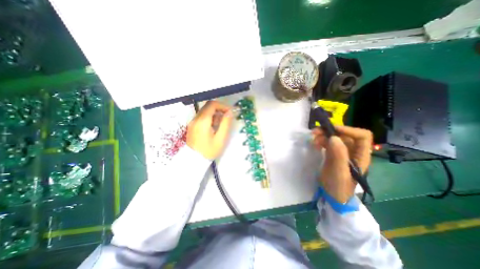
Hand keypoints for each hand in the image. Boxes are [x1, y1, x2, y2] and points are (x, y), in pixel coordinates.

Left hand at [186, 101, 232, 159]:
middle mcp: (196, 119)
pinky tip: (213, 127)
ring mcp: (192, 122)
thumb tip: (230, 112)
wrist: (194, 161)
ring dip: (215, 114)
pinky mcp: (192, 126)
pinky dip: (209, 118)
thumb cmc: (209, 151)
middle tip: (227, 118)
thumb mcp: (220, 138)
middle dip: (219, 109)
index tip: (230, 112)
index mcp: (203, 121)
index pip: (212, 104)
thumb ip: (225, 123)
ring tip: (220, 125)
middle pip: (208, 106)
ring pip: (205, 111)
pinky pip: (201, 117)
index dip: (223, 106)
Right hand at [311, 126, 374, 203]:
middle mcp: (353, 152)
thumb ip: (338, 155)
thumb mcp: (339, 172)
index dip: (348, 130)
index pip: (362, 136)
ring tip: (313, 139)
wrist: (332, 195)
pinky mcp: (333, 154)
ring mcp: (342, 153)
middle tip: (315, 132)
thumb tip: (333, 137)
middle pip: (345, 135)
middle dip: (330, 131)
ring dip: (323, 136)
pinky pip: (328, 143)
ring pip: (335, 138)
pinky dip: (321, 141)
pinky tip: (315, 144)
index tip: (331, 131)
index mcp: (361, 156)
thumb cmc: (339, 186)